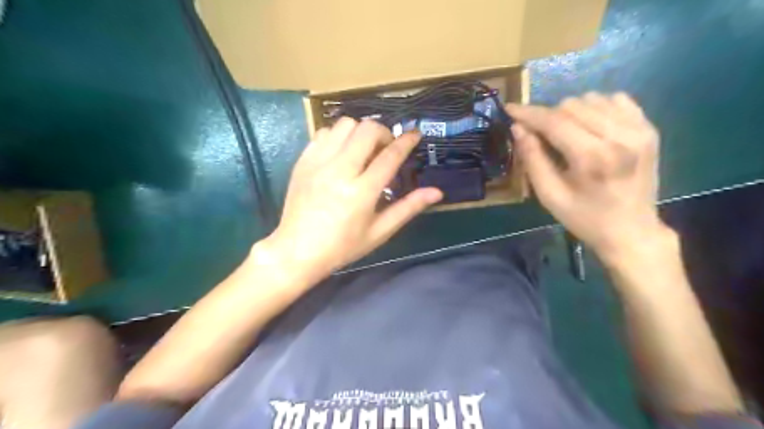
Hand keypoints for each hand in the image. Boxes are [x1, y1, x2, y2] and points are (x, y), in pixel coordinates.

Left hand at [263, 117, 441, 277]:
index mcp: (361, 192)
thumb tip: (436, 192)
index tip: (415, 134)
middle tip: (386, 149)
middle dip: (384, 133)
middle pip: (367, 130)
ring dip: (360, 132)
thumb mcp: (379, 232)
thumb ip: (408, 208)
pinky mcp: (303, 161)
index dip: (406, 141)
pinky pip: (324, 132)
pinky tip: (342, 153)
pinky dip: (338, 136)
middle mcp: (340, 171)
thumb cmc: (342, 247)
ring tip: (363, 150)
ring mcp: (318, 163)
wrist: (297, 251)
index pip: (390, 156)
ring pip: (345, 125)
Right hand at [509, 92, 665, 258]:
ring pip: (593, 99)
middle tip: (540, 135)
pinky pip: (616, 100)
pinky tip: (590, 127)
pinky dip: (596, 108)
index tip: (510, 108)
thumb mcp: (549, 195)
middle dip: (549, 116)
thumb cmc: (584, 218)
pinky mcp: (649, 128)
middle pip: (572, 105)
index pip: (554, 121)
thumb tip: (518, 128)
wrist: (631, 231)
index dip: (529, 113)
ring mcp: (639, 129)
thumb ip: (532, 159)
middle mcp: (620, 136)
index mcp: (592, 157)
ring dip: (571, 112)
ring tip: (566, 133)